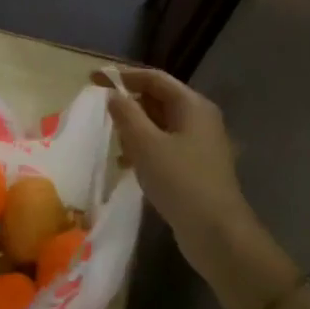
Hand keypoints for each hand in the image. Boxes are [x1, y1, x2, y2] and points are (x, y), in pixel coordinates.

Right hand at [103, 68, 299, 308]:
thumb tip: (113, 95)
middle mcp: (200, 119)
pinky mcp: (195, 167)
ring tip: (114, 144)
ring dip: (135, 130)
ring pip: (160, 125)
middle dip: (129, 105)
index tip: (93, 79)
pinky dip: (145, 149)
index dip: (123, 76)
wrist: (216, 232)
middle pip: (158, 100)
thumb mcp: (145, 144)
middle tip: (101, 115)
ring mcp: (200, 144)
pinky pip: (164, 146)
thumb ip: (126, 114)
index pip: (154, 78)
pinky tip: (128, 166)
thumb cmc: (180, 181)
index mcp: (192, 105)